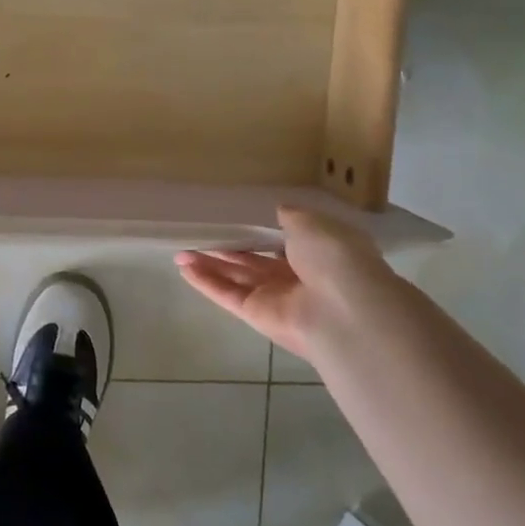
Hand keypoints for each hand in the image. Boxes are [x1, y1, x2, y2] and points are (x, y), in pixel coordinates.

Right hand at [177, 205, 400, 368]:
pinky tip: (183, 268)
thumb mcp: (313, 223)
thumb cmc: (334, 258)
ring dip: (210, 264)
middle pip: (255, 260)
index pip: (284, 240)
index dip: (260, 230)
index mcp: (318, 252)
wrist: (343, 311)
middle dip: (228, 248)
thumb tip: (278, 211)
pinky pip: (228, 294)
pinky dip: (206, 282)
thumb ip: (291, 217)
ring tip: (180, 251)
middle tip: (200, 234)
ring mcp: (276, 297)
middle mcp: (297, 275)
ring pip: (237, 276)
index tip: (235, 217)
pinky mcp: (257, 315)